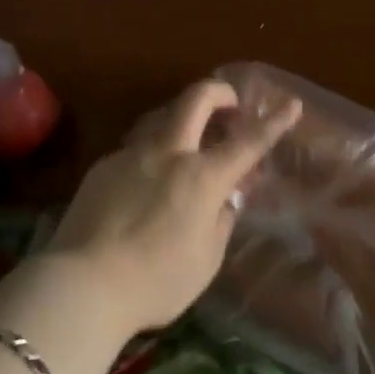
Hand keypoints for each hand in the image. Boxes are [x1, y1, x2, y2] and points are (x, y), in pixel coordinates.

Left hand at [44, 79, 301, 339]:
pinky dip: (153, 154)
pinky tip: (147, 182)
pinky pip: (137, 148)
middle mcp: (168, 153)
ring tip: (189, 141)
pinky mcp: (104, 165)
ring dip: (183, 119)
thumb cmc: (156, 282)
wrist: (83, 282)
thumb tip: (225, 200)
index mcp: (202, 177)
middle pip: (196, 99)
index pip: (247, 143)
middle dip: (219, 92)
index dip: (273, 122)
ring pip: (162, 117)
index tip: (291, 104)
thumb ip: (220, 222)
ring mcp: (132, 154)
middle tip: (230, 102)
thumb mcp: (205, 261)